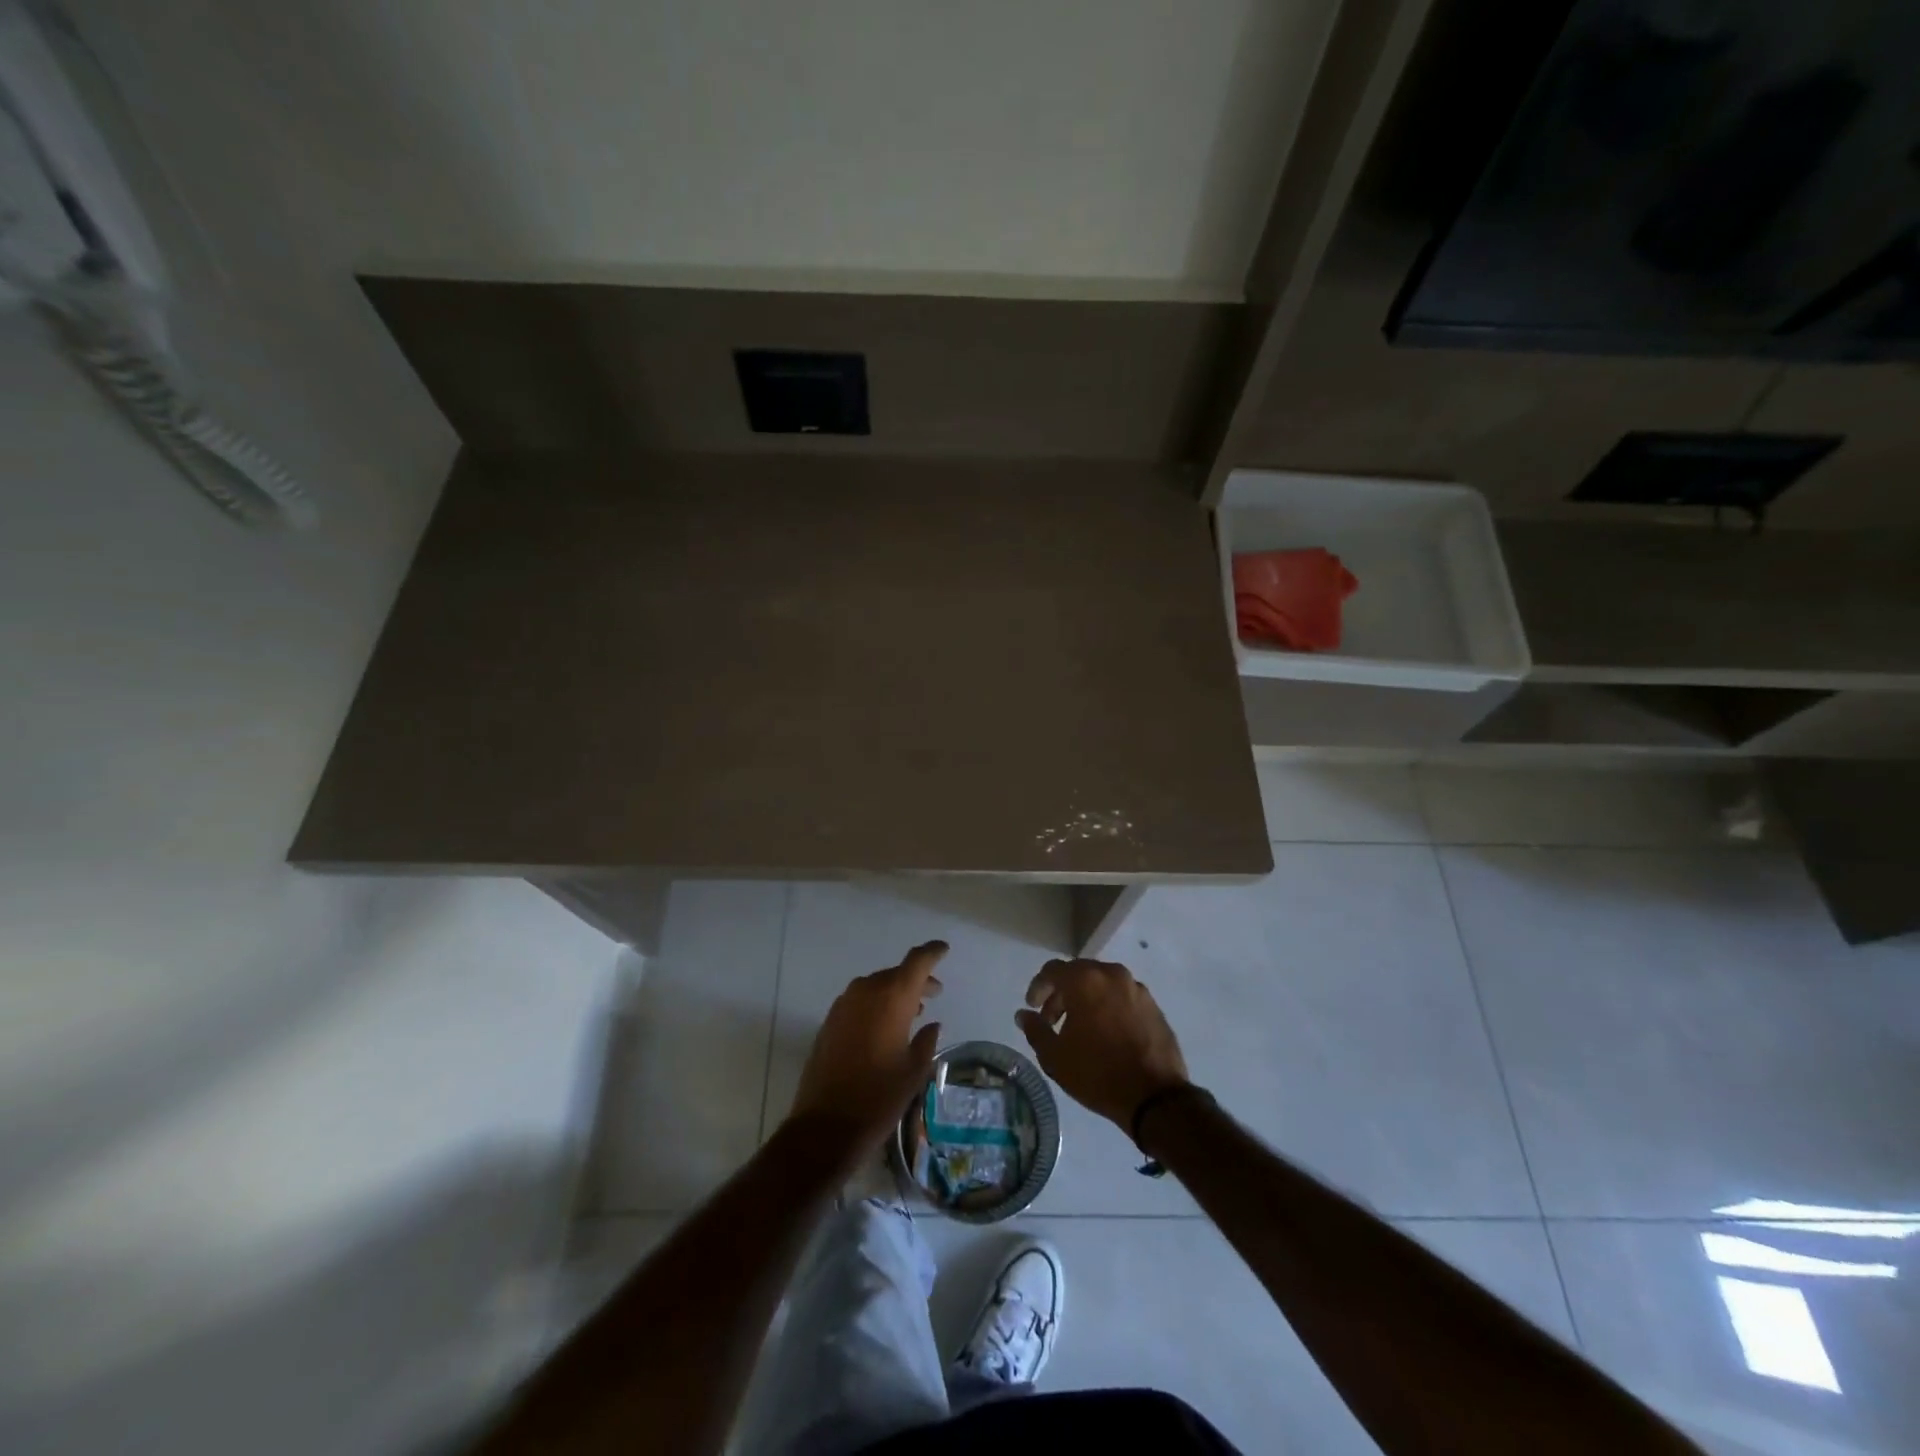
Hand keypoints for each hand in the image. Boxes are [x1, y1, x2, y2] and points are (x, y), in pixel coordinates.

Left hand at [790, 941, 945, 1158]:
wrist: (826, 1125)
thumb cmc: (879, 1097)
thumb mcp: (914, 1071)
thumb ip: (926, 1040)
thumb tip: (932, 1024)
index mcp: (893, 998)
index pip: (917, 961)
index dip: (932, 953)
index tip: (944, 949)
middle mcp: (867, 991)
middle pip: (896, 974)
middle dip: (916, 980)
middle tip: (933, 993)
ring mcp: (844, 1005)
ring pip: (876, 986)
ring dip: (894, 992)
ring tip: (912, 1011)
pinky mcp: (830, 1021)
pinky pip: (860, 1000)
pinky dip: (876, 1004)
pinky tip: (884, 1026)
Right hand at [1016, 958, 1190, 1130]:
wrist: (1154, 1096)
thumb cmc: (1097, 1073)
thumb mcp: (1055, 1057)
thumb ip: (1035, 1030)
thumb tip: (1024, 1014)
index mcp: (1085, 980)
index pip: (1053, 970)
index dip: (1038, 987)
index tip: (1033, 1007)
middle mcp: (1112, 975)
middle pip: (1079, 973)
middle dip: (1062, 993)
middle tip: (1053, 1020)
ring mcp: (1136, 988)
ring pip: (1102, 983)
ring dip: (1086, 999)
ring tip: (1080, 1028)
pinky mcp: (1153, 1005)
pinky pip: (1122, 996)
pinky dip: (1108, 1006)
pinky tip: (1106, 1032)